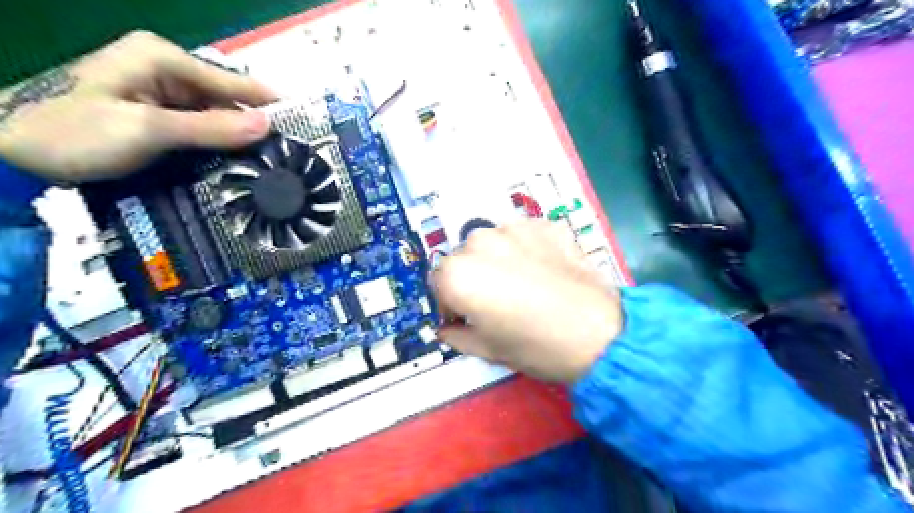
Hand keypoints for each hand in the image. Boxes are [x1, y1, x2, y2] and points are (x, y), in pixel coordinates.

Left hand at [0, 31, 278, 181]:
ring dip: (239, 140)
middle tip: (290, 157)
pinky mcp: (158, 115)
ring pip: (217, 117)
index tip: (306, 127)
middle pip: (228, 100)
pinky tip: (238, 164)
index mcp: (164, 58)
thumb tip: (268, 126)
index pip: (234, 82)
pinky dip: (220, 146)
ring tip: (273, 165)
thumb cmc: (75, 133)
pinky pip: (202, 128)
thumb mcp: (147, 130)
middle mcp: (167, 70)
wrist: (11, 151)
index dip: (271, 105)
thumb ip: (210, 128)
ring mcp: (162, 93)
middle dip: (256, 127)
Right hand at [432, 221, 625, 383]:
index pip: (437, 282)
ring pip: (493, 244)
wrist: (599, 334)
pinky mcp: (544, 224)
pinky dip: (527, 250)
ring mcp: (514, 228)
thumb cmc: (535, 346)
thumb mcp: (487, 349)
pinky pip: (524, 236)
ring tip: (523, 284)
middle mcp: (479, 242)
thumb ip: (456, 335)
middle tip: (497, 302)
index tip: (465, 317)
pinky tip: (544, 271)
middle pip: (464, 258)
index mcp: (457, 274)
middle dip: (473, 278)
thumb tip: (446, 328)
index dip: (450, 302)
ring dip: (498, 260)